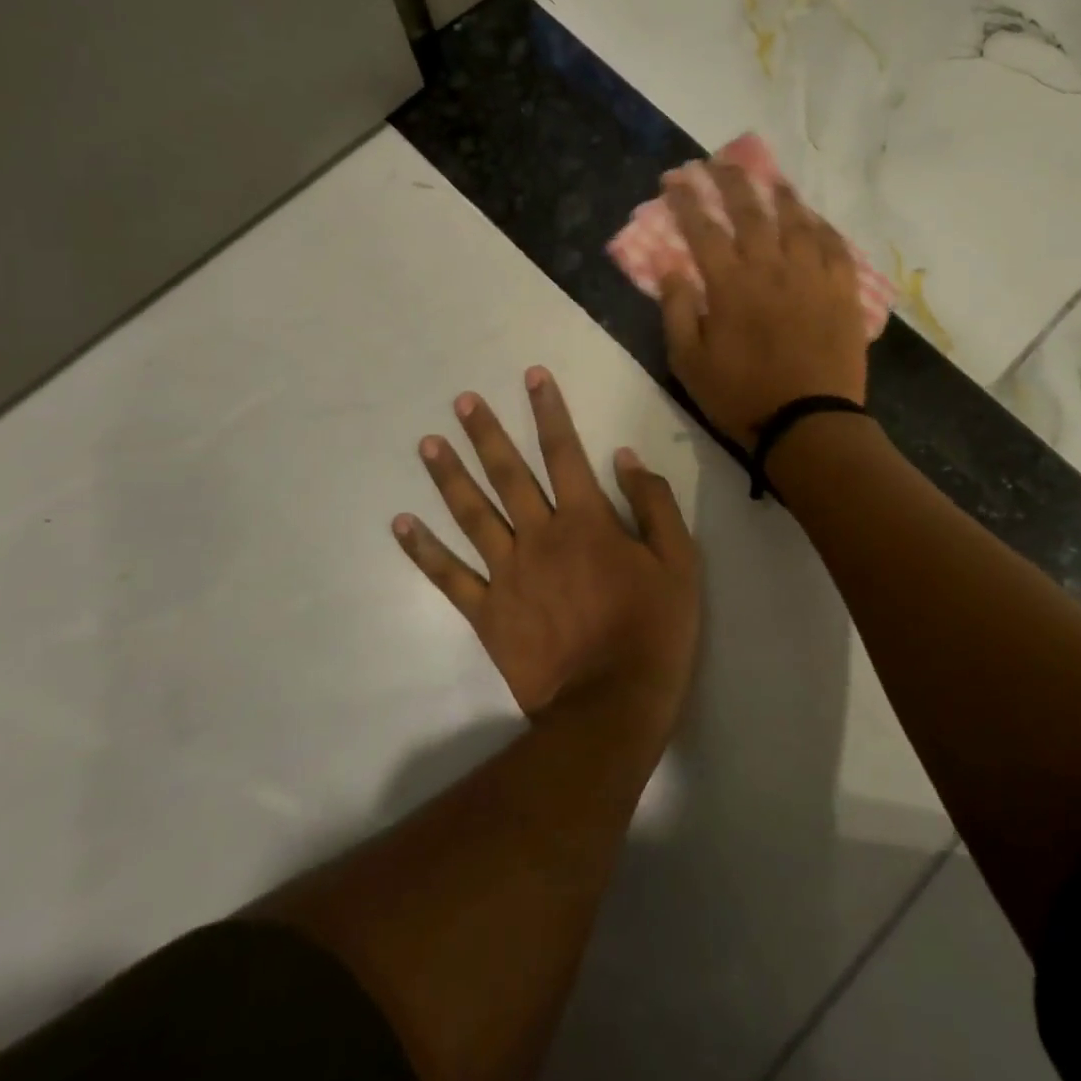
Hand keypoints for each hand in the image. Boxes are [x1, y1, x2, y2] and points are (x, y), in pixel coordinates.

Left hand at [393, 367, 700, 728]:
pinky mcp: (487, 611)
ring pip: (472, 514)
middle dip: (485, 433)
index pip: (564, 451)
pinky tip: (401, 524)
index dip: (548, 410)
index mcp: (586, 521)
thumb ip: (654, 505)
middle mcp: (539, 535)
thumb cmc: (653, 631)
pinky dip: (423, 550)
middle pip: (508, 473)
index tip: (532, 376)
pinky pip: (448, 576)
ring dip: (449, 476)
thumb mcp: (679, 563)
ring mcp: (507, 573)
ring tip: (427, 444)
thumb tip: (625, 459)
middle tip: (462, 401)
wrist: (610, 704)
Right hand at [660, 163, 868, 449]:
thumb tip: (669, 266)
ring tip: (769, 177)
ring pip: (796, 220)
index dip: (687, 200)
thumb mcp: (689, 362)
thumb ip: (676, 310)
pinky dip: (821, 227)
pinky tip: (814, 219)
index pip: (703, 228)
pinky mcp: (842, 292)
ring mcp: (812, 276)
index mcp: (730, 284)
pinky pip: (834, 246)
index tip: (674, 179)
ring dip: (779, 194)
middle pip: (750, 210)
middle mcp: (772, 267)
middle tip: (718, 161)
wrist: (808, 423)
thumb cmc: (741, 397)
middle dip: (730, 180)